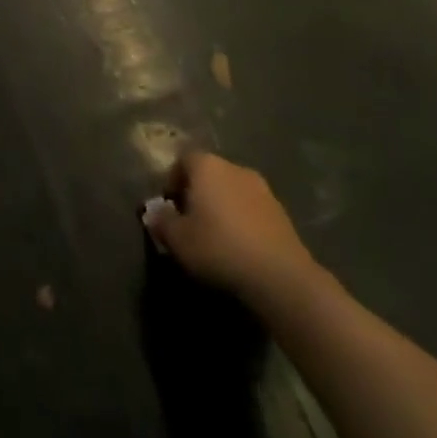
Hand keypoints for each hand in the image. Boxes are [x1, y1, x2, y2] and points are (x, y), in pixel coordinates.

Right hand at [145, 151, 319, 309]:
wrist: (281, 277)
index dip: (172, 181)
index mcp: (206, 165)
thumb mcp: (178, 239)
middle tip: (190, 222)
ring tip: (216, 237)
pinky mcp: (282, 213)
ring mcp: (262, 189)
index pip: (183, 160)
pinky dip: (243, 222)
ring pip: (232, 191)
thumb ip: (161, 222)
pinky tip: (240, 247)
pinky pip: (252, 209)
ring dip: (222, 207)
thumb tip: (154, 213)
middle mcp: (234, 168)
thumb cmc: (219, 248)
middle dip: (198, 193)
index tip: (169, 207)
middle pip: (209, 174)